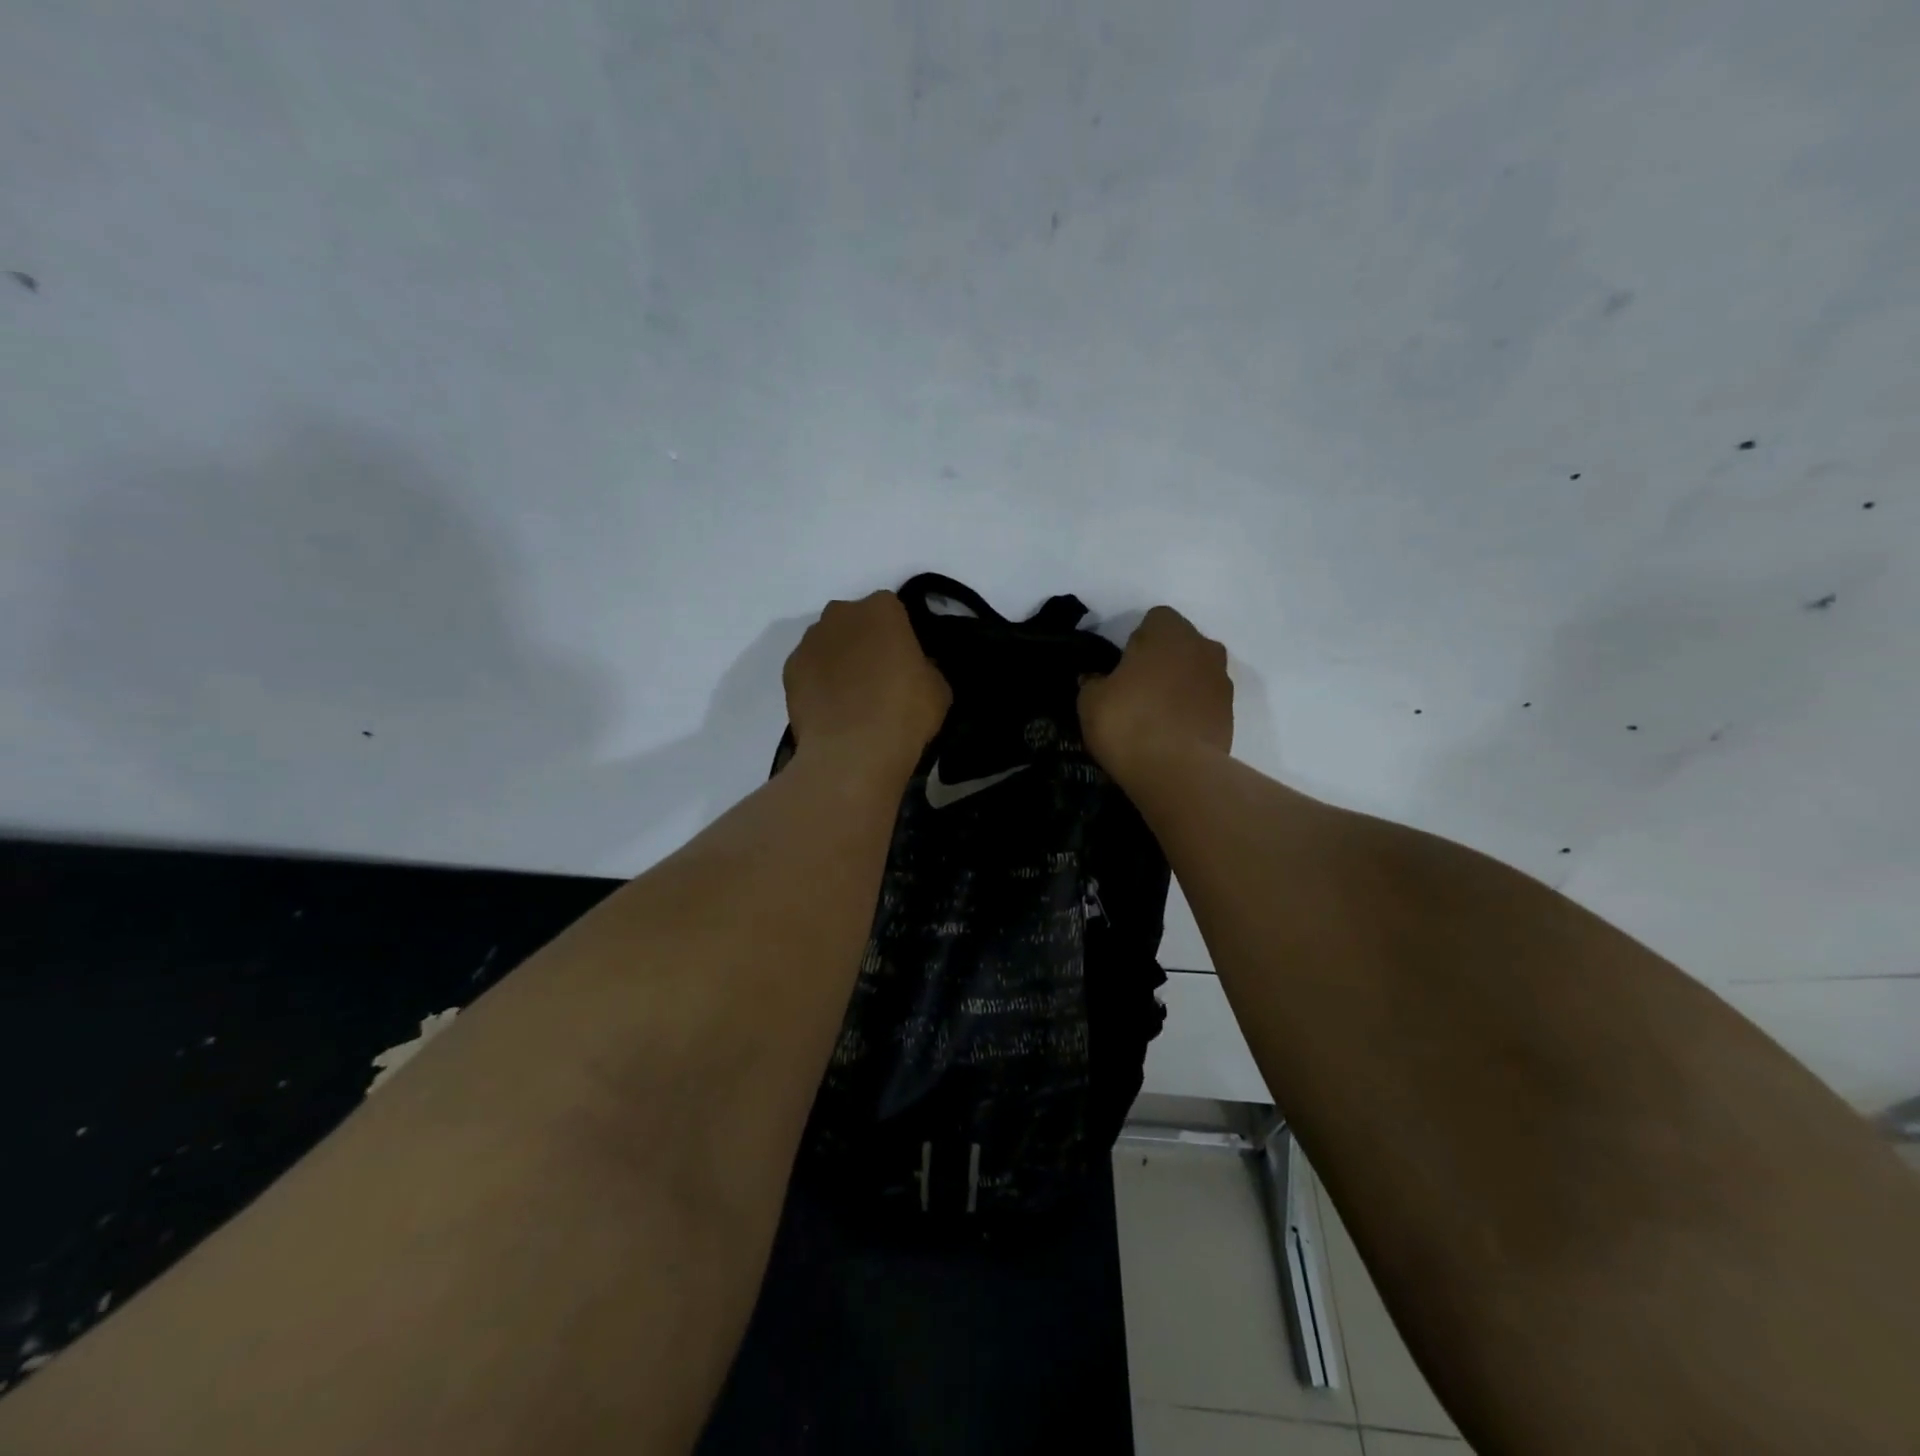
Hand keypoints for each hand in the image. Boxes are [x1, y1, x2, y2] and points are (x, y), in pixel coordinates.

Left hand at [784, 591, 951, 775]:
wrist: (853, 751)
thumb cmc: (904, 712)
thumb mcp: (939, 688)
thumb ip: (925, 666)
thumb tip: (914, 668)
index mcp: (882, 609)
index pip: (892, 611)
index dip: (899, 636)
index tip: (905, 662)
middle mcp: (840, 614)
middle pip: (854, 622)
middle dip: (864, 642)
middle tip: (878, 678)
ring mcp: (809, 641)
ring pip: (828, 644)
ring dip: (839, 661)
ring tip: (852, 699)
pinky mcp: (789, 671)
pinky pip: (810, 670)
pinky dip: (819, 683)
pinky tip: (832, 710)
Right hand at [1079, 606, 1232, 781]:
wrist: (1176, 772)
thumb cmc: (1128, 722)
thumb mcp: (1090, 700)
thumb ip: (1093, 681)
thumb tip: (1096, 679)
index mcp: (1170, 632)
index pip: (1154, 620)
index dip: (1136, 641)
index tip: (1122, 668)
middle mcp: (1204, 648)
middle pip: (1180, 645)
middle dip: (1161, 662)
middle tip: (1136, 691)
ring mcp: (1222, 682)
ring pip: (1195, 674)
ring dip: (1178, 687)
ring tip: (1154, 718)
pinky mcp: (1230, 715)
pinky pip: (1204, 704)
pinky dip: (1190, 712)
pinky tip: (1170, 736)